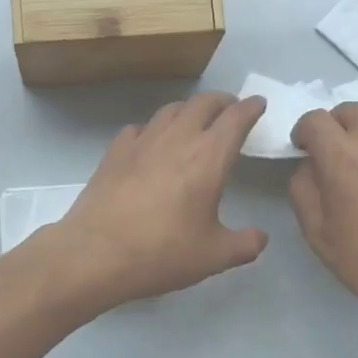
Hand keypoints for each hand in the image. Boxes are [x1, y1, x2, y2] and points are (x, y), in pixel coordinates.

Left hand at [45, 93, 269, 309]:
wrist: (96, 253)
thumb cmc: (162, 252)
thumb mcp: (214, 256)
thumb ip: (244, 244)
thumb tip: (260, 238)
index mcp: (208, 157)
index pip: (235, 119)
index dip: (250, 108)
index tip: (258, 104)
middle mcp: (176, 139)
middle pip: (203, 104)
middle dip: (221, 102)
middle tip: (230, 110)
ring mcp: (141, 142)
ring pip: (170, 110)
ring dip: (188, 110)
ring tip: (194, 121)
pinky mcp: (114, 152)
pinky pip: (139, 128)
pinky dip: (153, 129)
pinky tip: (150, 144)